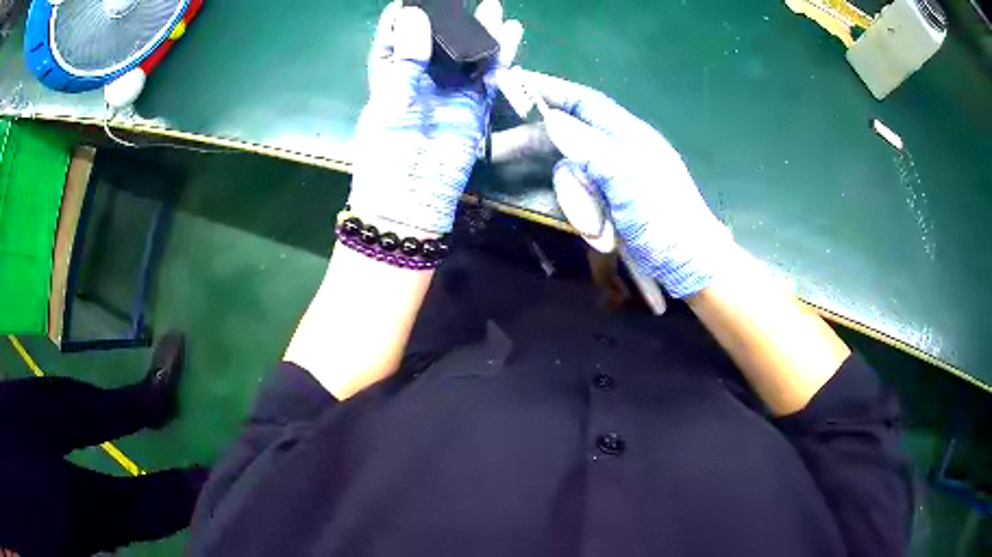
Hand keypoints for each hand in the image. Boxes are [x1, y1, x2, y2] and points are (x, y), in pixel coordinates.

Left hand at [348, 1, 522, 234]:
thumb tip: (415, 16)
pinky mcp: (475, 105)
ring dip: (481, 31)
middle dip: (450, 17)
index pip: (396, 37)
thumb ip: (405, 59)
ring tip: (493, 6)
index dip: (405, 16)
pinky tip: (511, 32)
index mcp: (390, 76)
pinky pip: (491, 75)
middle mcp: (421, 78)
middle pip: (438, 40)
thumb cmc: (388, 153)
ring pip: (468, 53)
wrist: (413, 197)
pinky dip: (502, 55)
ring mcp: (451, 90)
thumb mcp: (390, 101)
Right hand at [528, 72, 732, 297]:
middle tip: (497, 151)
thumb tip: (554, 121)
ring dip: (571, 196)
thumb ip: (593, 151)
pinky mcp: (610, 202)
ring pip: (571, 172)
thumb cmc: (667, 224)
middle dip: (536, 142)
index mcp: (629, 136)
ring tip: (588, 224)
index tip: (515, 82)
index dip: (551, 90)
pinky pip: (579, 196)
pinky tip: (594, 232)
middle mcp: (618, 150)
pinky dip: (580, 211)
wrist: (690, 268)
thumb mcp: (631, 185)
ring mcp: (613, 178)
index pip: (584, 102)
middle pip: (568, 135)